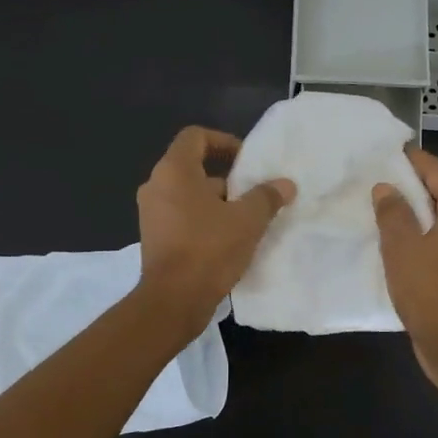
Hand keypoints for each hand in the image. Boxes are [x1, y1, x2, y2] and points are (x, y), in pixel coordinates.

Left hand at [136, 126, 294, 334]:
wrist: (174, 300)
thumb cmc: (209, 249)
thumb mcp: (247, 220)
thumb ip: (267, 197)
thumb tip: (285, 184)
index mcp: (174, 171)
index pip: (195, 137)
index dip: (224, 141)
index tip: (247, 160)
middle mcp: (156, 186)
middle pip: (193, 167)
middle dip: (227, 178)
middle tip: (254, 192)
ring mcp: (151, 214)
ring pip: (189, 195)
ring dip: (218, 202)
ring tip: (247, 219)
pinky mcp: (154, 238)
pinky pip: (182, 217)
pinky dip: (204, 220)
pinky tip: (229, 240)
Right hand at [373, 149, 437, 382]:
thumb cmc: (428, 290)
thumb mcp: (402, 247)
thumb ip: (393, 212)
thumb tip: (387, 188)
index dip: (413, 161)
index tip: (388, 153)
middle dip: (414, 185)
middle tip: (381, 179)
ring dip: (419, 211)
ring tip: (386, 207)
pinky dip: (427, 232)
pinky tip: (402, 239)